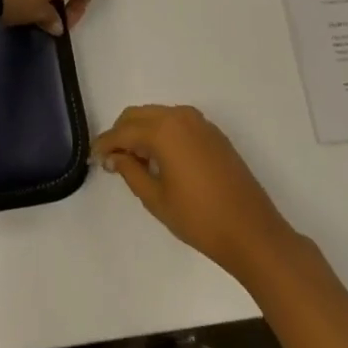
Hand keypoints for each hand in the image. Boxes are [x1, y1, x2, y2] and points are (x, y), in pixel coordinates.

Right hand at [93, 105, 297, 283]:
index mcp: (163, 130)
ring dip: (141, 132)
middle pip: (138, 115)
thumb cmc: (199, 219)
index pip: (123, 131)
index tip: (95, 158)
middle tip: (112, 160)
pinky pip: (177, 123)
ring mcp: (200, 123)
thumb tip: (115, 157)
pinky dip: (162, 133)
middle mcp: (180, 116)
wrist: (252, 232)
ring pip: (158, 116)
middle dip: (122, 134)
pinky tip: (160, 159)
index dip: (106, 144)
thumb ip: (130, 171)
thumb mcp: (156, 199)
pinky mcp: (213, 133)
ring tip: (135, 162)